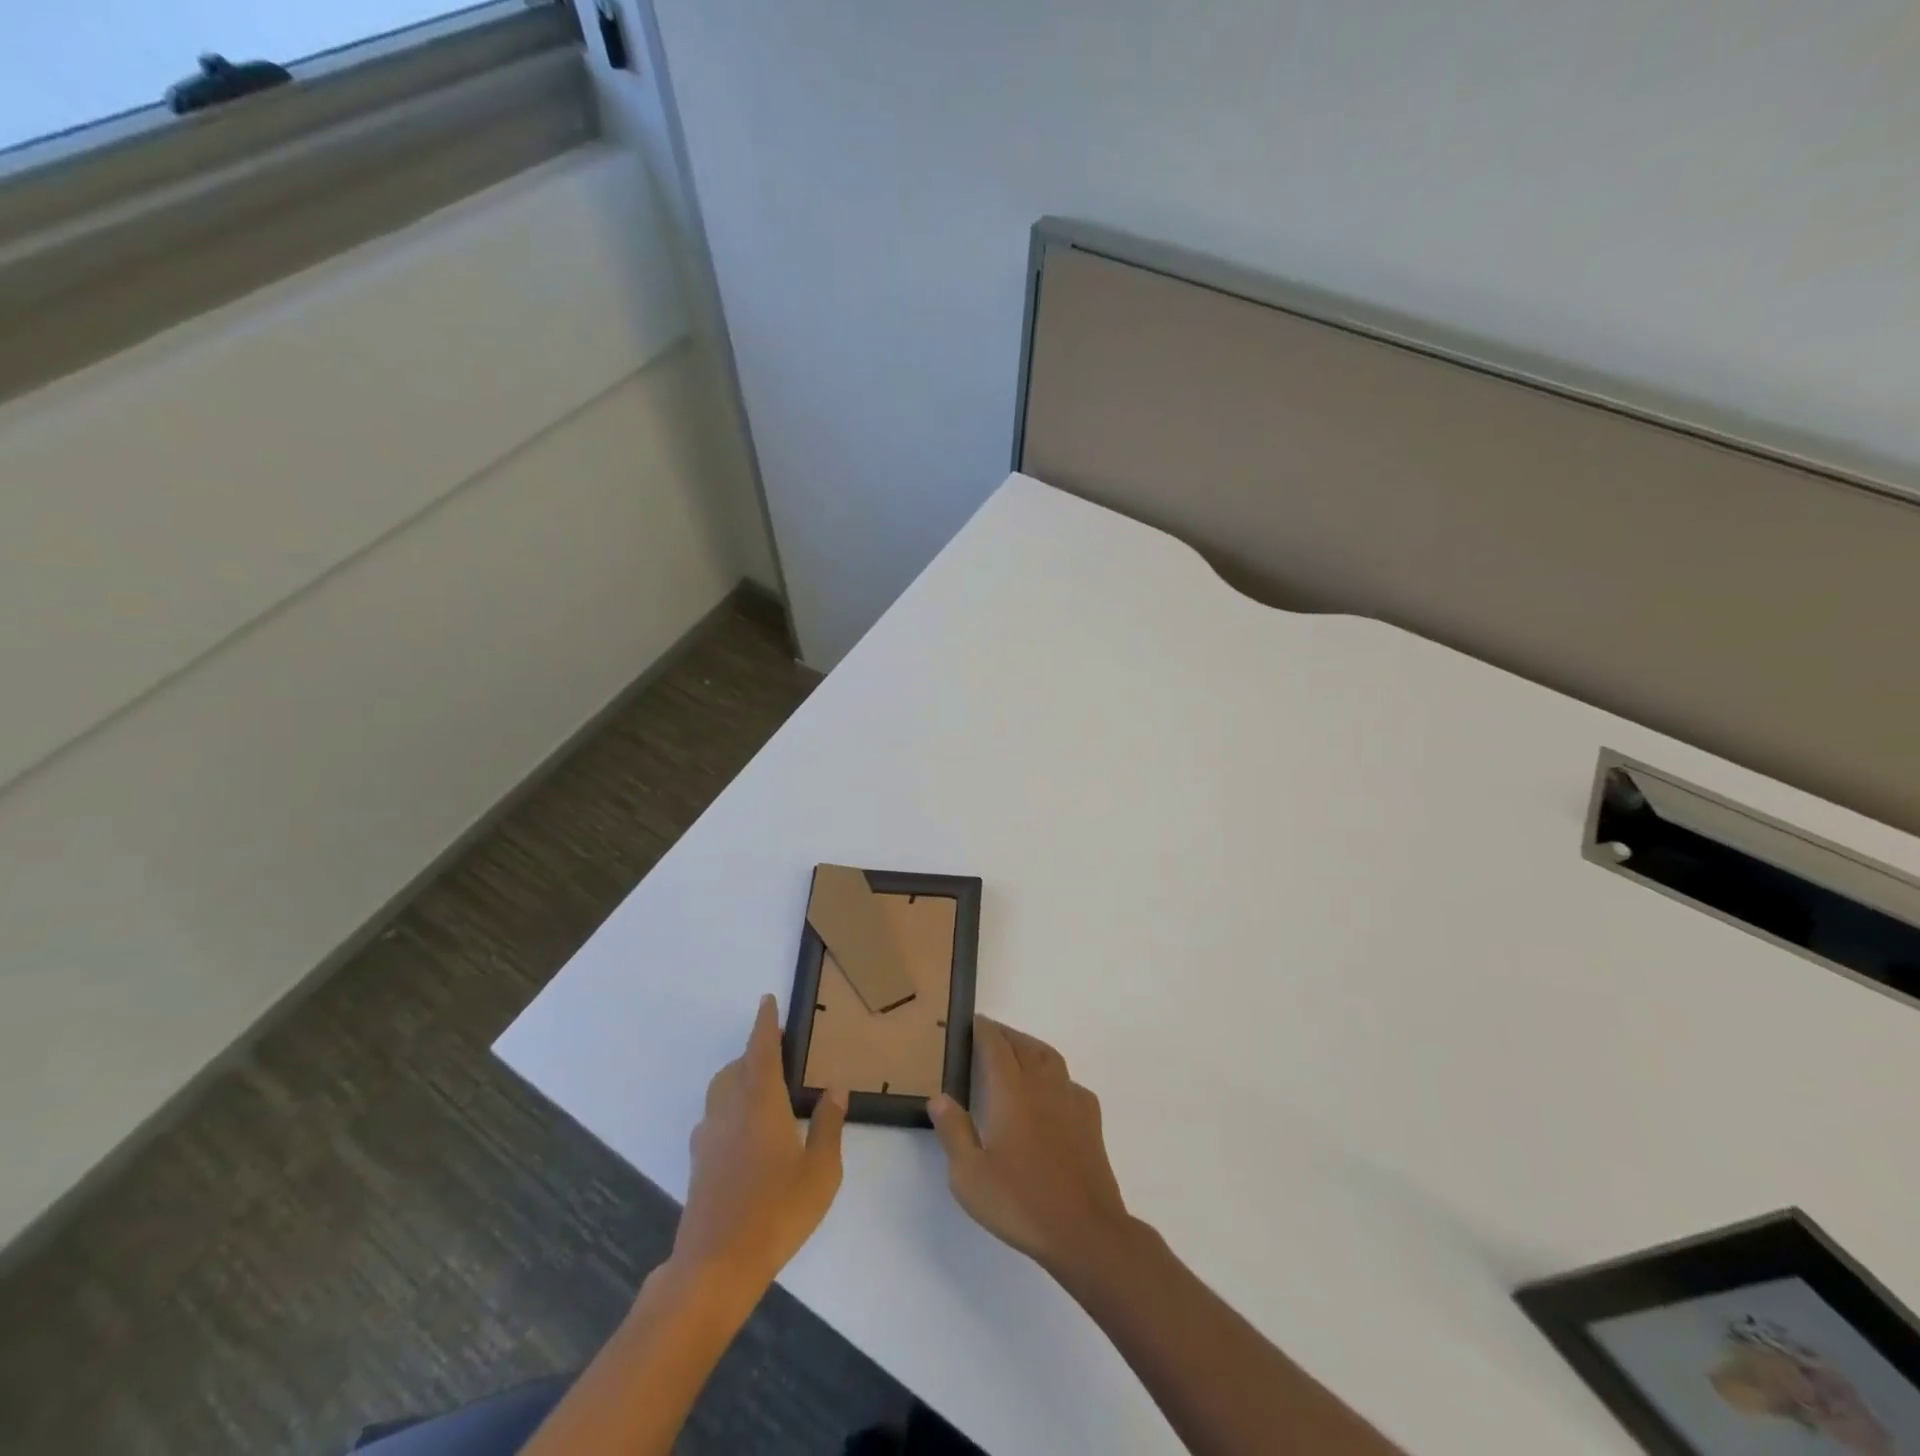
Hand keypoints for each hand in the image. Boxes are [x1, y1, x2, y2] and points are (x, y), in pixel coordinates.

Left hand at [672, 995, 847, 1292]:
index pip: (762, 1050)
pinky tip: (744, 1132)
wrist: (716, 1265)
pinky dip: (729, 1107)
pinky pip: (714, 1117)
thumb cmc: (776, 1212)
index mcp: (761, 1102)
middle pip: (738, 1066)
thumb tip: (835, 1088)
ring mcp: (709, 1136)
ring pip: (721, 1089)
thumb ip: (828, 1125)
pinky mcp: (699, 1161)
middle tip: (779, 1054)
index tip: (768, 1000)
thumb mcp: (820, 1171)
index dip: (766, 1023)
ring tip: (763, 1089)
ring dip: (739, 1077)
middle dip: (755, 1053)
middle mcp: (730, 1109)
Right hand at [928, 1018, 1131, 1277]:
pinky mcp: (1090, 1119)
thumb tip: (940, 1096)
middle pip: (1022, 1045)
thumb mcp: (969, 1175)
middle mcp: (1042, 1085)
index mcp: (1010, 1091)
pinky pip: (1069, 1082)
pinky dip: (1054, 1075)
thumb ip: (953, 1131)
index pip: (995, 1045)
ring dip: (1029, 1047)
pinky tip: (1050, 1092)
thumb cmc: (1020, 1202)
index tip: (971, 1021)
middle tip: (987, 1035)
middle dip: (1003, 1035)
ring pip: (1049, 1057)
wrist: (1085, 1230)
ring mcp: (1070, 1099)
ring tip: (1016, 1053)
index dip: (982, 1029)